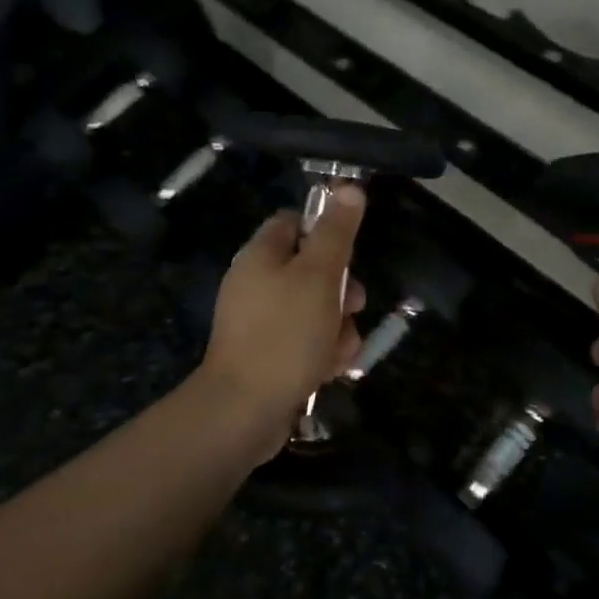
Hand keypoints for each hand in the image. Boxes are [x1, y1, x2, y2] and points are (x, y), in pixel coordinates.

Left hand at [198, 187, 367, 456]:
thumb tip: (350, 186)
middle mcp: (256, 282)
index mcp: (261, 254)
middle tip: (355, 304)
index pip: (295, 222)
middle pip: (311, 268)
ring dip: (337, 325)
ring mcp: (260, 321)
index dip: (326, 231)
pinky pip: (304, 340)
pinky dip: (321, 351)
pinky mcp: (267, 355)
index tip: (348, 250)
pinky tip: (331, 369)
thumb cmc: (284, 334)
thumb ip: (337, 232)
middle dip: (341, 288)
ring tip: (341, 348)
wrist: (243, 412)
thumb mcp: (319, 276)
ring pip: (314, 308)